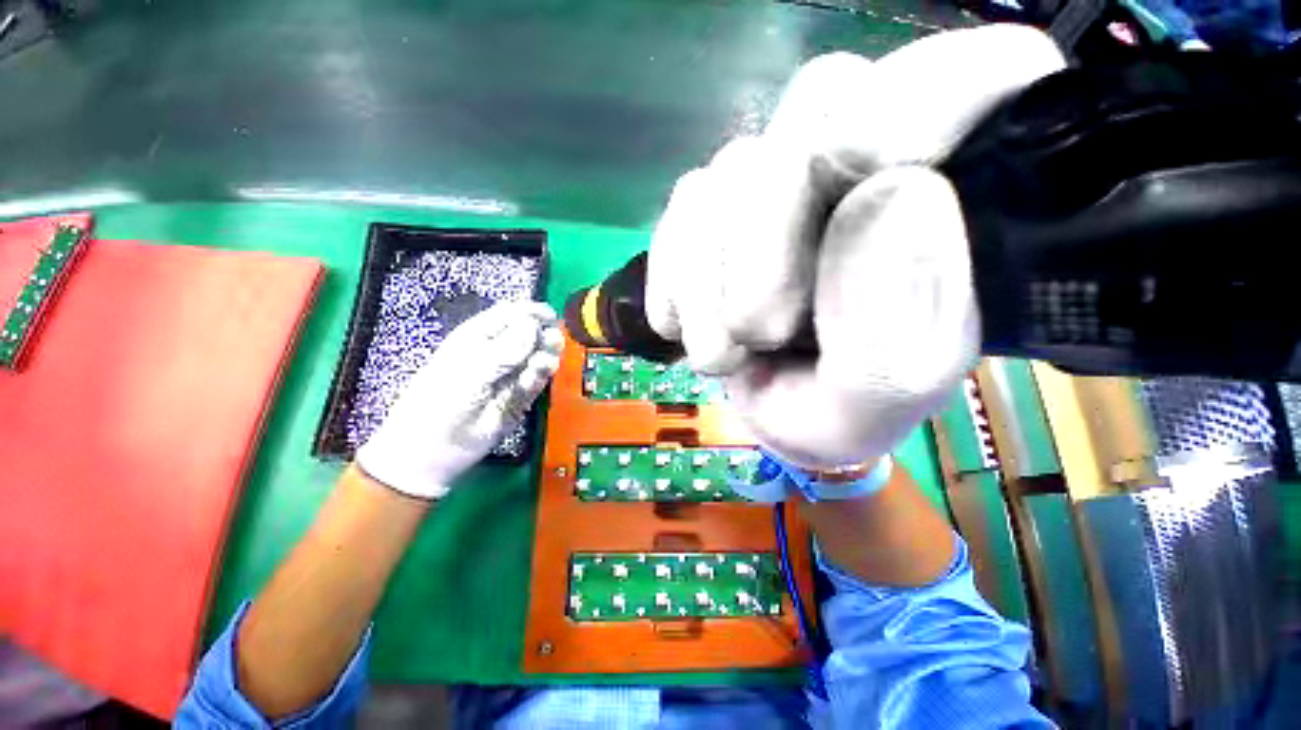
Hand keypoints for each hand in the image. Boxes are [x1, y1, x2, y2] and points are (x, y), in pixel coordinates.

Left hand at [357, 301, 562, 498]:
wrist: (436, 449)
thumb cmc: (442, 402)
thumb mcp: (470, 371)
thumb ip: (504, 349)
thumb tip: (532, 325)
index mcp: (479, 337)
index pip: (510, 314)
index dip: (531, 312)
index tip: (551, 317)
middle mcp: (499, 352)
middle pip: (529, 335)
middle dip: (543, 336)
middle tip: (552, 342)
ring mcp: (511, 375)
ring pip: (537, 357)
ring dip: (545, 357)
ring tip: (542, 364)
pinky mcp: (521, 396)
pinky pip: (537, 381)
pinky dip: (540, 378)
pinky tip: (534, 380)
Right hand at [645, 25, 1063, 468]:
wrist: (773, 412)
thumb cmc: (841, 412)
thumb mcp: (876, 402)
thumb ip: (896, 327)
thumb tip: (890, 197)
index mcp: (960, 196)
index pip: (973, 72)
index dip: (911, 107)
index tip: (860, 191)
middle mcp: (867, 157)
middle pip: (815, 108)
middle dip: (767, 237)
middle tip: (759, 332)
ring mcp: (781, 174)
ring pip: (730, 169)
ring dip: (707, 280)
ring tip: (723, 352)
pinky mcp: (717, 204)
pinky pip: (681, 208)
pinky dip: (673, 276)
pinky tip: (684, 325)